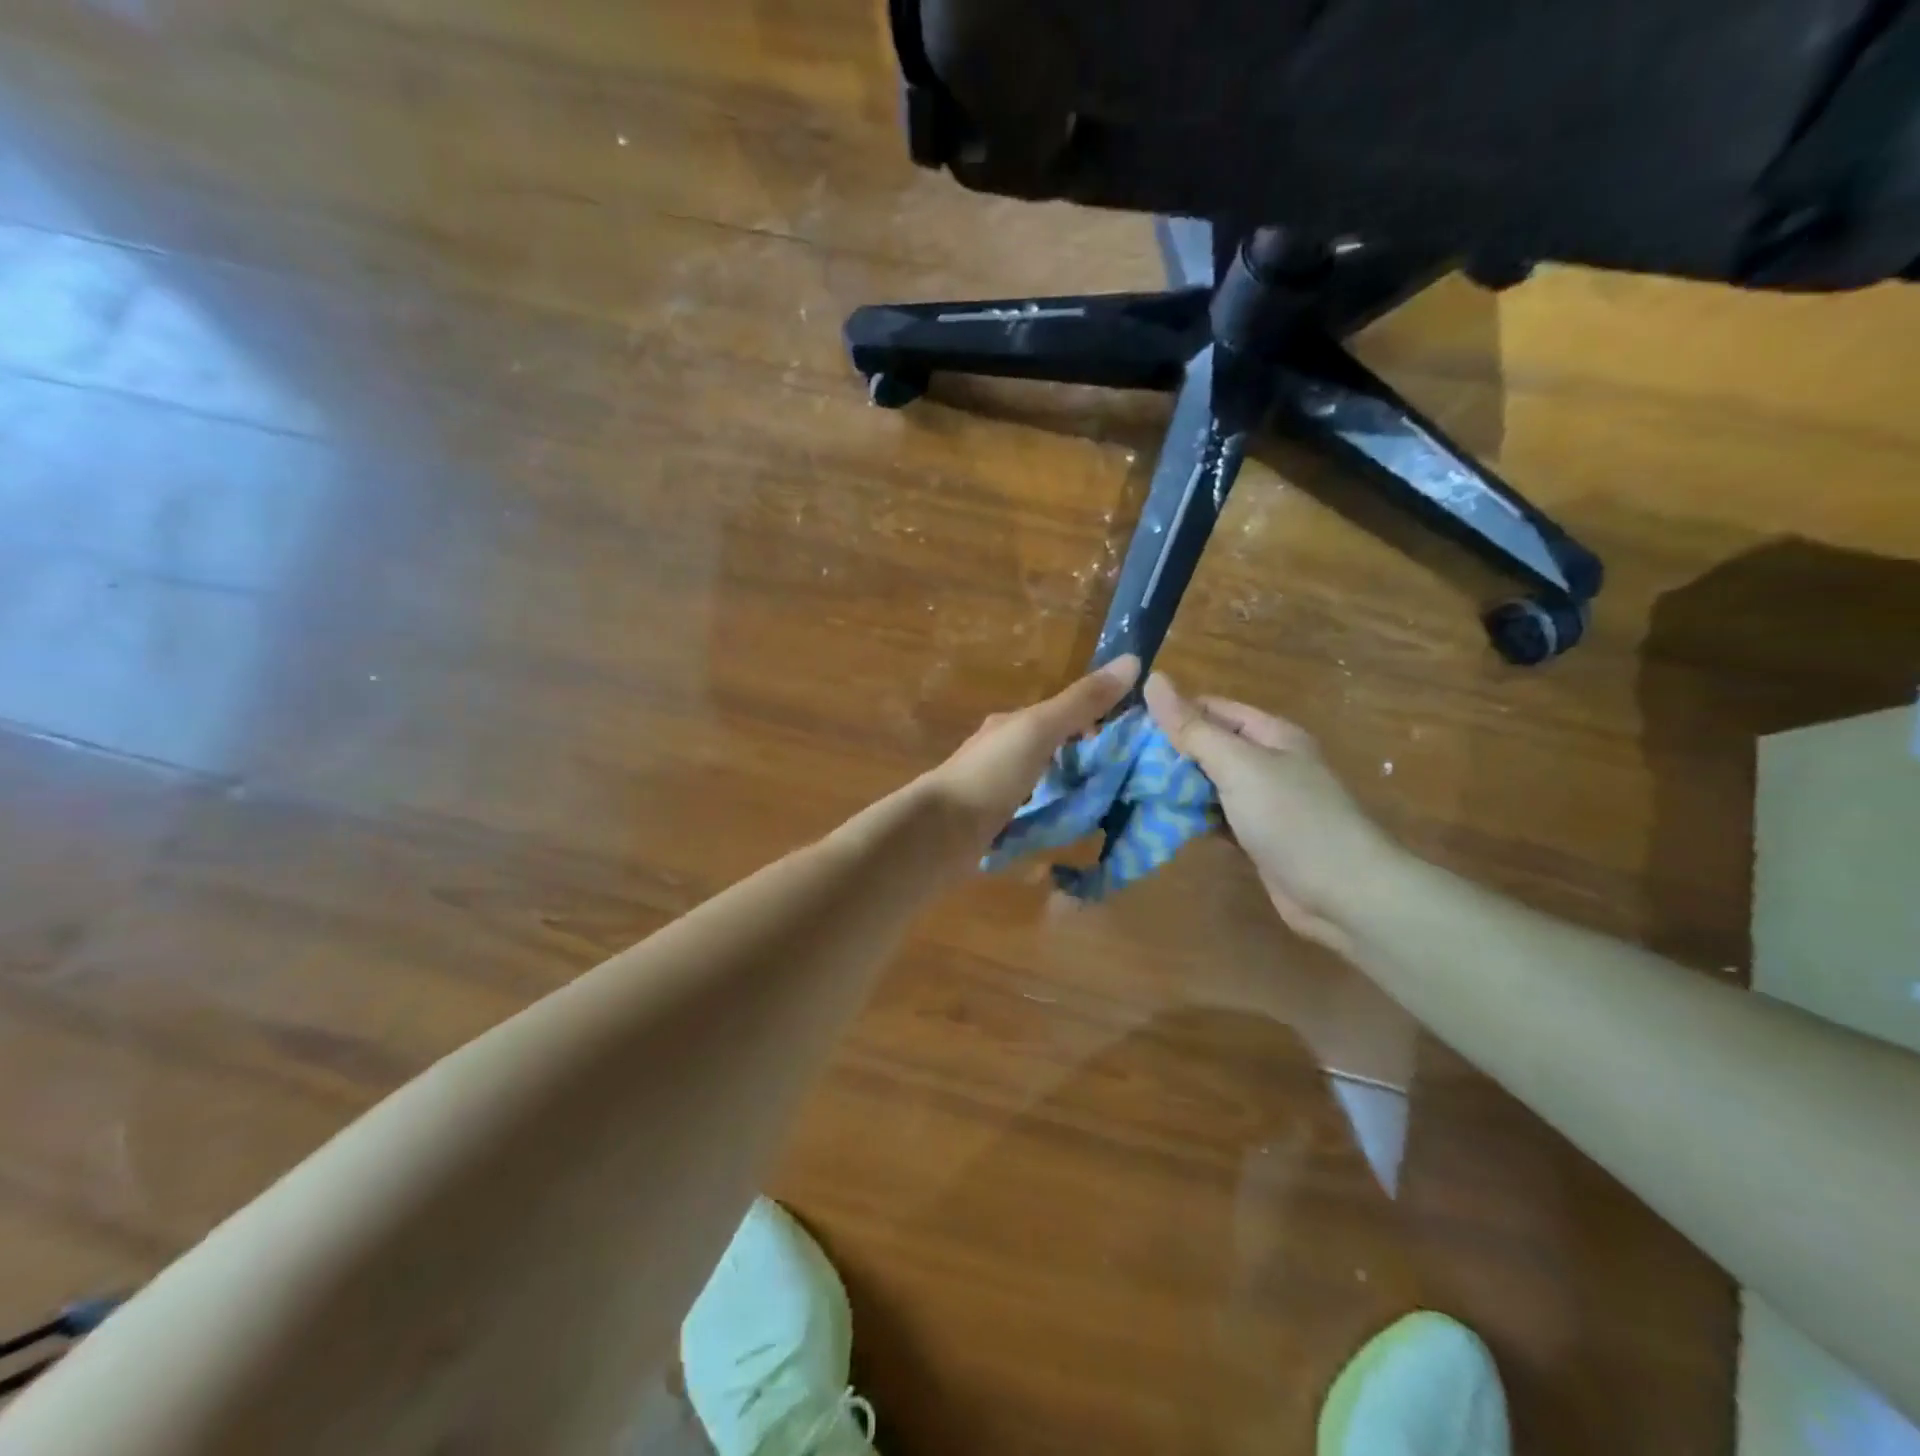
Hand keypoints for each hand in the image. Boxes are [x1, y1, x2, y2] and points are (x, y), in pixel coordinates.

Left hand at [920, 655, 1140, 862]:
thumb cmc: (990, 774)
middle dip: (1084, 761)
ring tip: (1104, 808)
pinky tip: (1068, 830)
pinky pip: (1030, 814)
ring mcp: (994, 790)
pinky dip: (1050, 817)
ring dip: (1067, 790)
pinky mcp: (991, 824)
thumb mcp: (1039, 730)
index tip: (1132, 743)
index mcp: (1011, 725)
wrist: (938, 832)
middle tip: (1125, 782)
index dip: (1097, 724)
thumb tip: (1133, 660)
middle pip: (1052, 750)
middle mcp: (1001, 752)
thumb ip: (1082, 702)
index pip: (1061, 714)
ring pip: (1041, 783)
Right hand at [1144, 672, 1398, 950]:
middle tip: (1120, 763)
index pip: (1212, 709)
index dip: (1172, 712)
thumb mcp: (1238, 765)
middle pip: (1209, 746)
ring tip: (1128, 790)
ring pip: (1210, 785)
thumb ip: (1193, 728)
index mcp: (1271, 734)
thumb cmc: (1291, 818)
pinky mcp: (1257, 838)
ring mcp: (1264, 803)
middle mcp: (1268, 763)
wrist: (1344, 894)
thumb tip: (1153, 679)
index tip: (1126, 726)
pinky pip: (1216, 818)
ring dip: (1176, 788)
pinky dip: (1192, 819)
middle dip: (1169, 753)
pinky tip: (1160, 822)